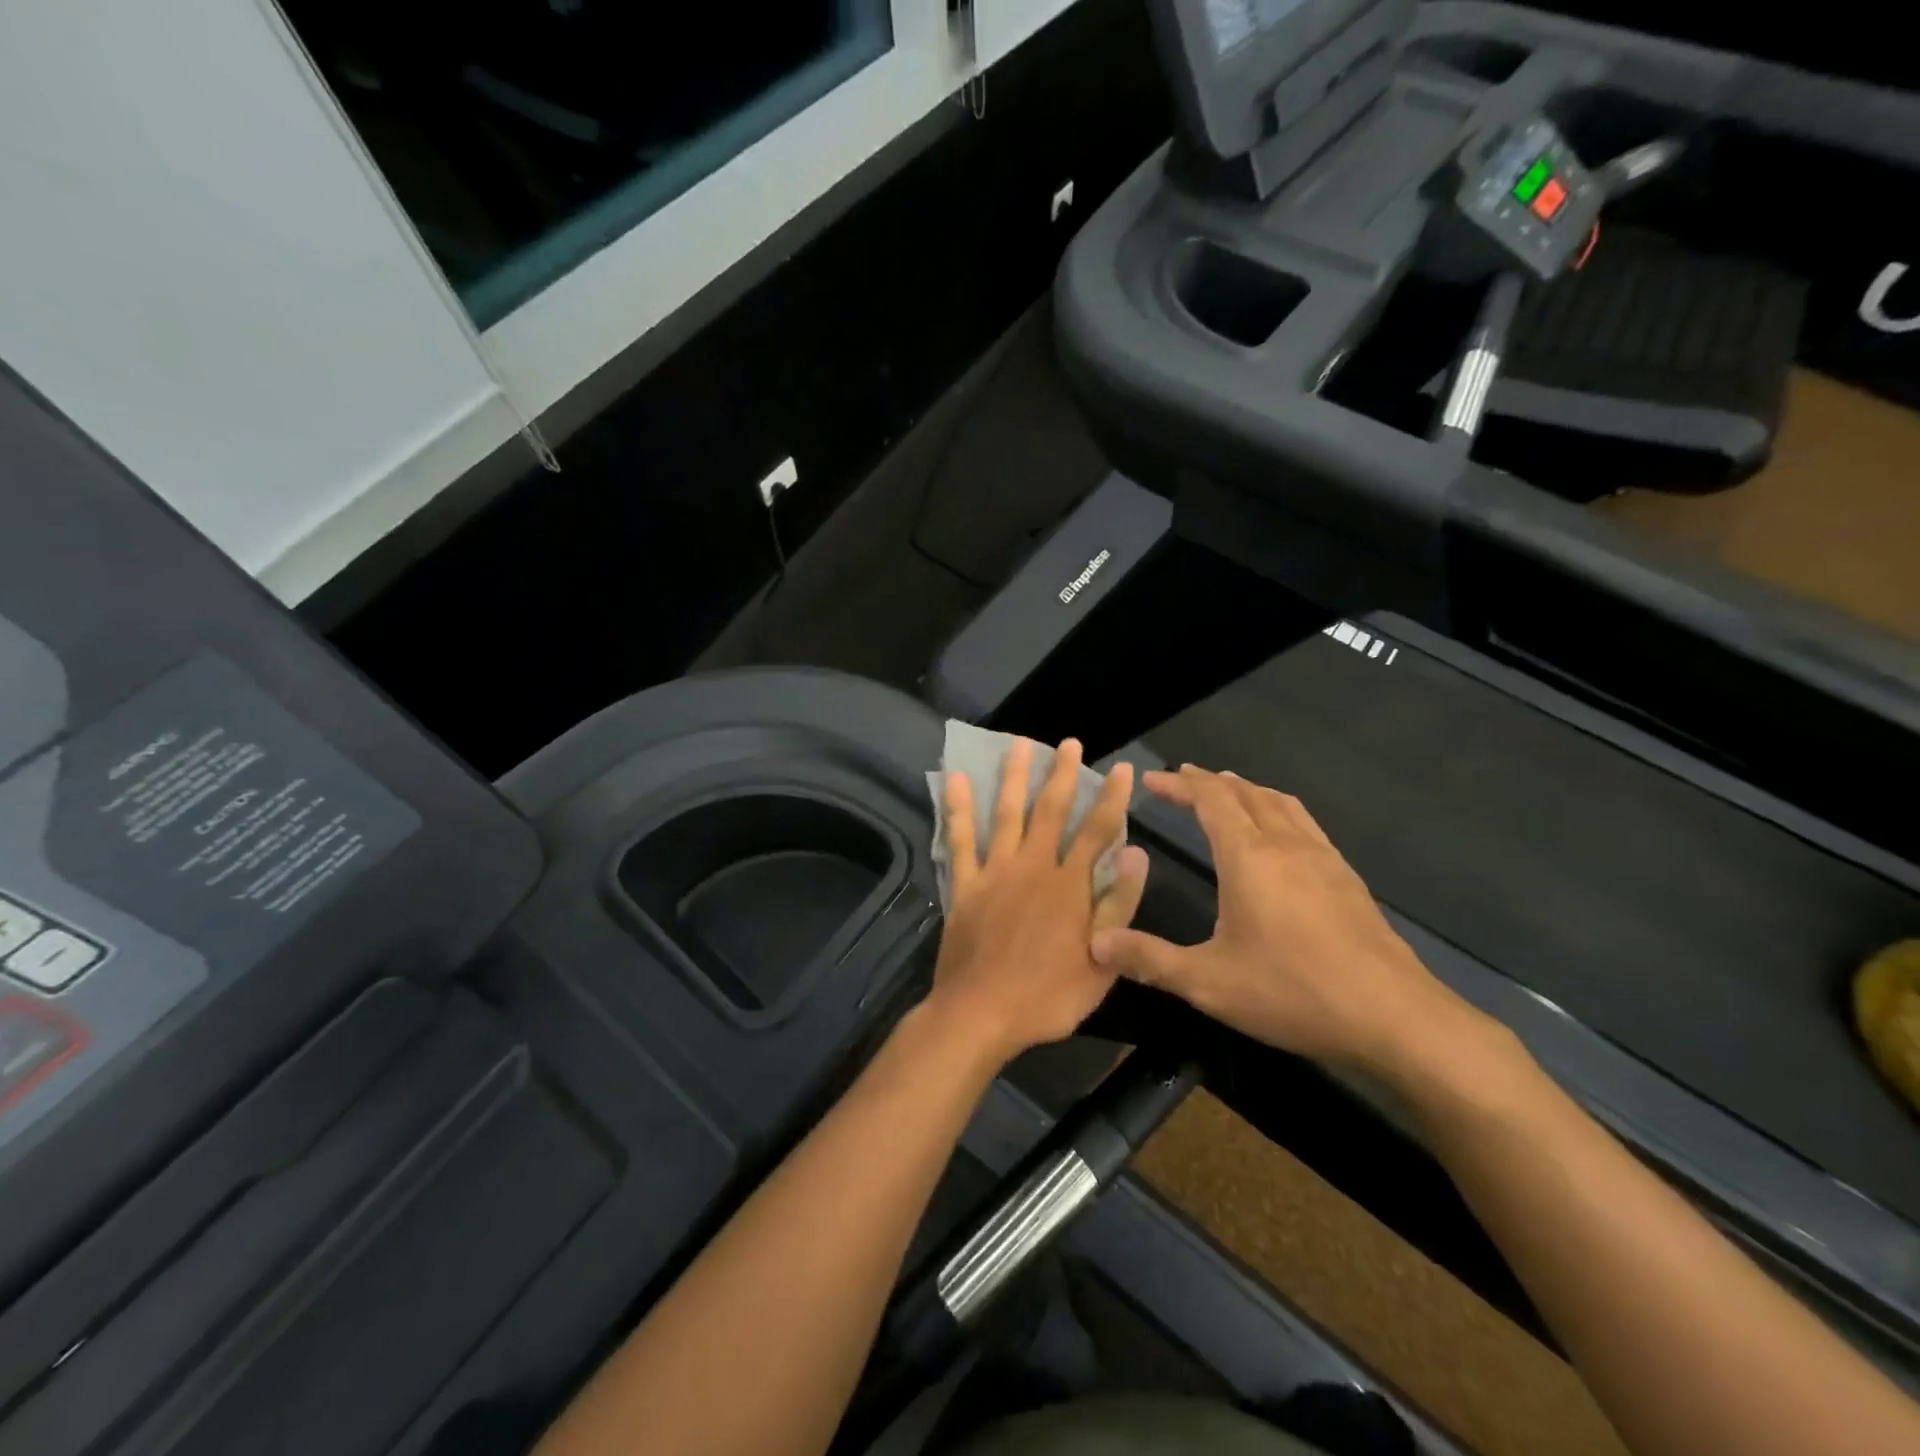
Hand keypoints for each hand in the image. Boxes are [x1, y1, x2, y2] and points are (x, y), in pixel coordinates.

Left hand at [928, 738, 1147, 1065]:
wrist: (981, 1014)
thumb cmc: (1048, 996)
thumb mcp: (1102, 962)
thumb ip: (1119, 905)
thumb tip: (1137, 854)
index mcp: (1070, 885)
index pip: (1098, 831)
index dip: (1113, 798)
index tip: (1123, 769)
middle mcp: (1033, 867)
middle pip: (1051, 811)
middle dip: (1063, 774)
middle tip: (1068, 743)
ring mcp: (995, 872)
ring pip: (1006, 814)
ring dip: (1014, 777)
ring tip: (1019, 744)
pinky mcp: (964, 885)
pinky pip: (960, 840)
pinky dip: (958, 809)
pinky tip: (955, 779)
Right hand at [1090, 765, 1468, 1072]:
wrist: (1394, 1016)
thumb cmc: (1293, 992)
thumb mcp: (1208, 982)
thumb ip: (1149, 958)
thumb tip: (1095, 942)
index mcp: (1248, 857)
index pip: (1210, 799)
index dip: (1178, 784)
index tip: (1151, 780)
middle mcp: (1285, 845)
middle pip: (1244, 792)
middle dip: (1207, 781)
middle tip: (1180, 780)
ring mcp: (1322, 858)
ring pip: (1280, 802)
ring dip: (1246, 789)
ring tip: (1227, 789)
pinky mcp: (1346, 877)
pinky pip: (1304, 822)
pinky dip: (1278, 809)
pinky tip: (1280, 834)